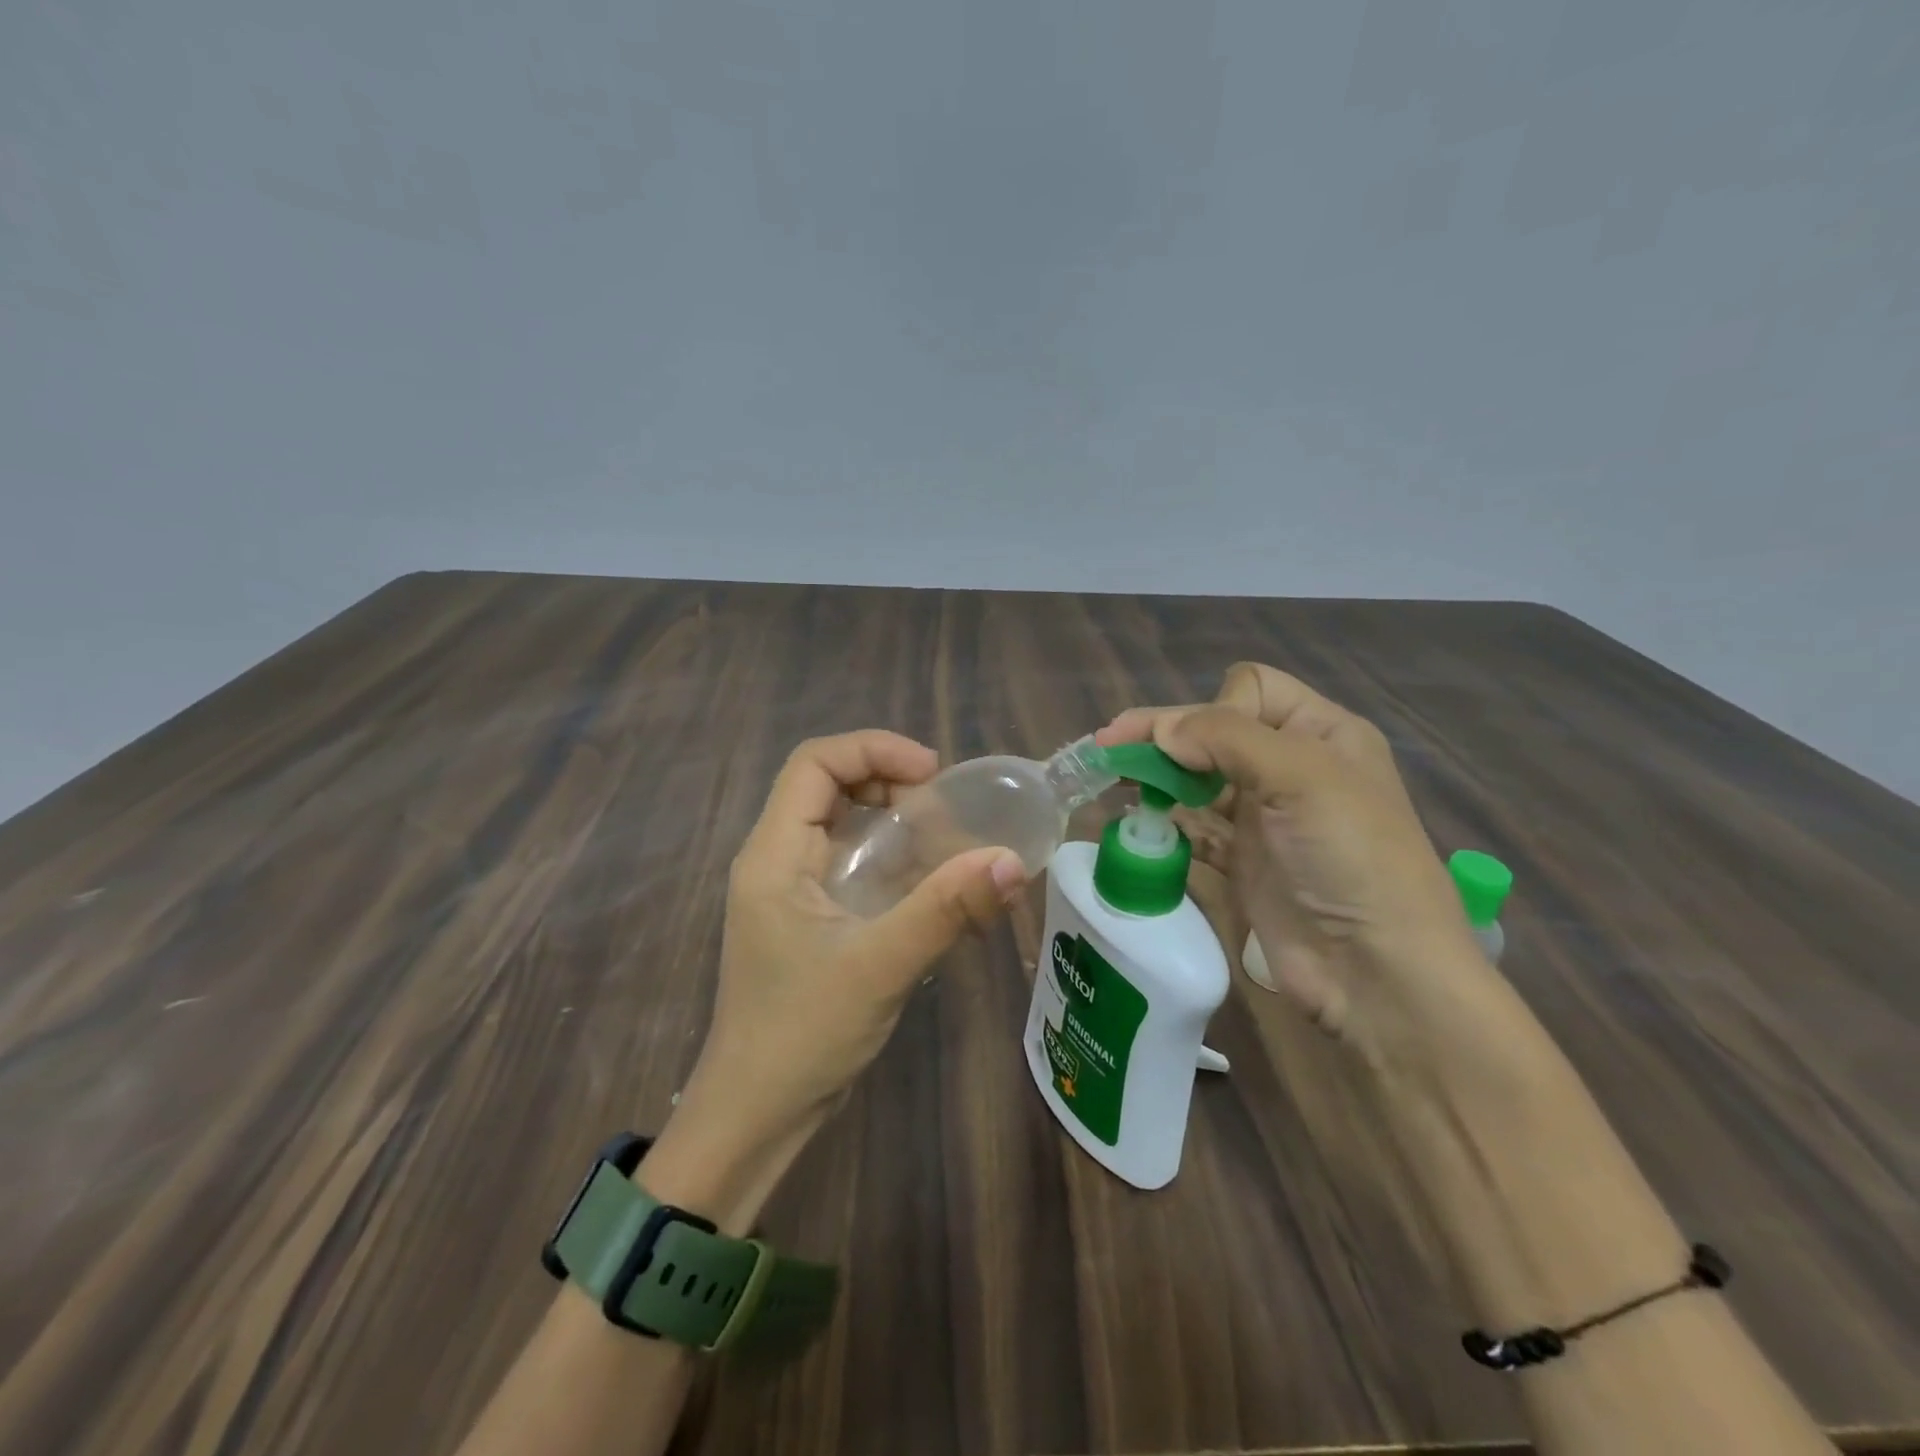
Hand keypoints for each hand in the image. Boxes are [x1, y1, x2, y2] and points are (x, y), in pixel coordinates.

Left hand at [675, 731, 1026, 1163]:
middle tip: (943, 807)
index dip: (873, 749)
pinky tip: (935, 884)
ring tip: (947, 839)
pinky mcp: (813, 919)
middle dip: (888, 781)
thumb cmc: (803, 1034)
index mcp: (775, 854)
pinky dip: (894, 861)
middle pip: (829, 786)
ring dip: (895, 821)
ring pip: (844, 825)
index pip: (814, 763)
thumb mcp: (880, 965)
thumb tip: (1013, 860)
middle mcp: (779, 860)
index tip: (931, 774)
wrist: (757, 1116)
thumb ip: (946, 909)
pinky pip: (854, 866)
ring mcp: (794, 892)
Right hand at [1098, 663, 1508, 1072]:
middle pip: (1214, 732)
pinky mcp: (1242, 860)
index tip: (1188, 745)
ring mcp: (1265, 816)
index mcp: (1321, 732)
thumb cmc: (1350, 858)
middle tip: (1107, 747)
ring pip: (1198, 778)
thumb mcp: (1302, 777)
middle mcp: (1291, 766)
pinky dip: (1166, 820)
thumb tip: (1160, 730)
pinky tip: (1138, 822)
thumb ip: (1226, 738)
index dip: (1212, 708)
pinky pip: (1194, 826)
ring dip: (1157, 776)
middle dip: (1163, 735)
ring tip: (1112, 780)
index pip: (1251, 689)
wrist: (1375, 972)